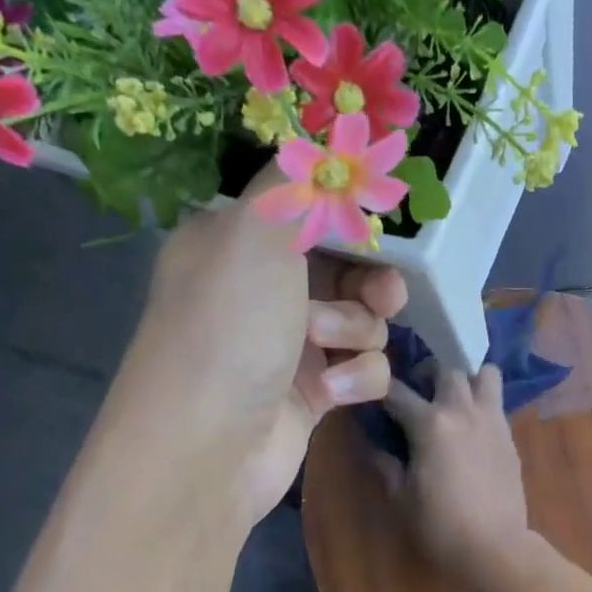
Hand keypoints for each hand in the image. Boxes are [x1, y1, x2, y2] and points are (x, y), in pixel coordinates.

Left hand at [118, 167, 406, 527]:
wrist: (209, 448)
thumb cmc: (229, 328)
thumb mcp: (253, 232)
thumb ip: (295, 182)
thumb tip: (323, 144)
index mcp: (235, 242)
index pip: (305, 212)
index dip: (347, 217)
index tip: (374, 223)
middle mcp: (262, 290)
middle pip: (346, 267)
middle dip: (371, 280)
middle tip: (383, 294)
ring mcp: (289, 344)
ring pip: (362, 319)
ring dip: (356, 331)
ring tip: (325, 349)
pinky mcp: (313, 393)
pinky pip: (362, 369)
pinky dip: (356, 378)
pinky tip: (330, 394)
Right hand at [380, 366, 532, 583]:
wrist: (495, 547)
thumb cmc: (440, 525)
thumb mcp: (400, 498)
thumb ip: (386, 464)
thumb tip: (374, 445)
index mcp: (430, 424)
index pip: (397, 392)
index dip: (380, 390)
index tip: (372, 392)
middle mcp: (463, 411)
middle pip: (448, 366)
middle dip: (429, 369)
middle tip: (419, 386)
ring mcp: (492, 420)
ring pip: (485, 373)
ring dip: (467, 376)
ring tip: (454, 396)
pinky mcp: (509, 435)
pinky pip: (496, 402)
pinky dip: (482, 401)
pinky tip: (471, 424)